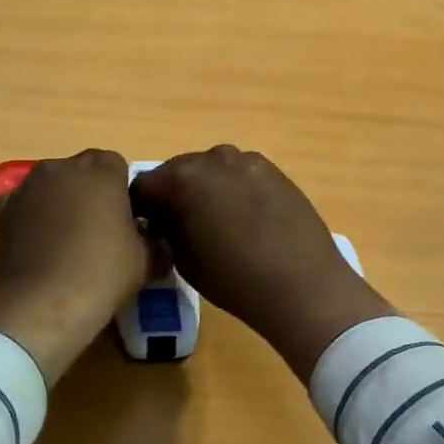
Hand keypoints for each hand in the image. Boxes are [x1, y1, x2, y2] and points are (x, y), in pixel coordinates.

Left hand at [0, 149, 150, 387]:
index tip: (126, 220)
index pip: (118, 166)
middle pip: (82, 172)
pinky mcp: (3, 209)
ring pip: (51, 186)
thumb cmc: (103, 273)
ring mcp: (28, 186)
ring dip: (60, 202)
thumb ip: (154, 239)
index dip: (122, 192)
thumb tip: (154, 240)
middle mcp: (62, 167)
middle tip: (98, 230)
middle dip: (90, 192)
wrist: (43, 304)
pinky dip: (32, 217)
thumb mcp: (147, 260)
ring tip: (66, 239)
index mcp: (102, 170)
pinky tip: (39, 245)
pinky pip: (25, 205)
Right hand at [132, 146, 394, 382]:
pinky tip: (245, 217)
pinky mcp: (275, 171)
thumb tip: (163, 219)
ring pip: (213, 168)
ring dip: (205, 187)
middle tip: (178, 224)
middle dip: (173, 193)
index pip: (144, 184)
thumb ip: (167, 229)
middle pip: (179, 170)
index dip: (141, 207)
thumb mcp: (183, 260)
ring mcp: (248, 161)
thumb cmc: (233, 278)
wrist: (302, 285)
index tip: (145, 227)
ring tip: (215, 220)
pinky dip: (234, 188)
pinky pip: (241, 174)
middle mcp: (213, 159)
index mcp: (182, 178)